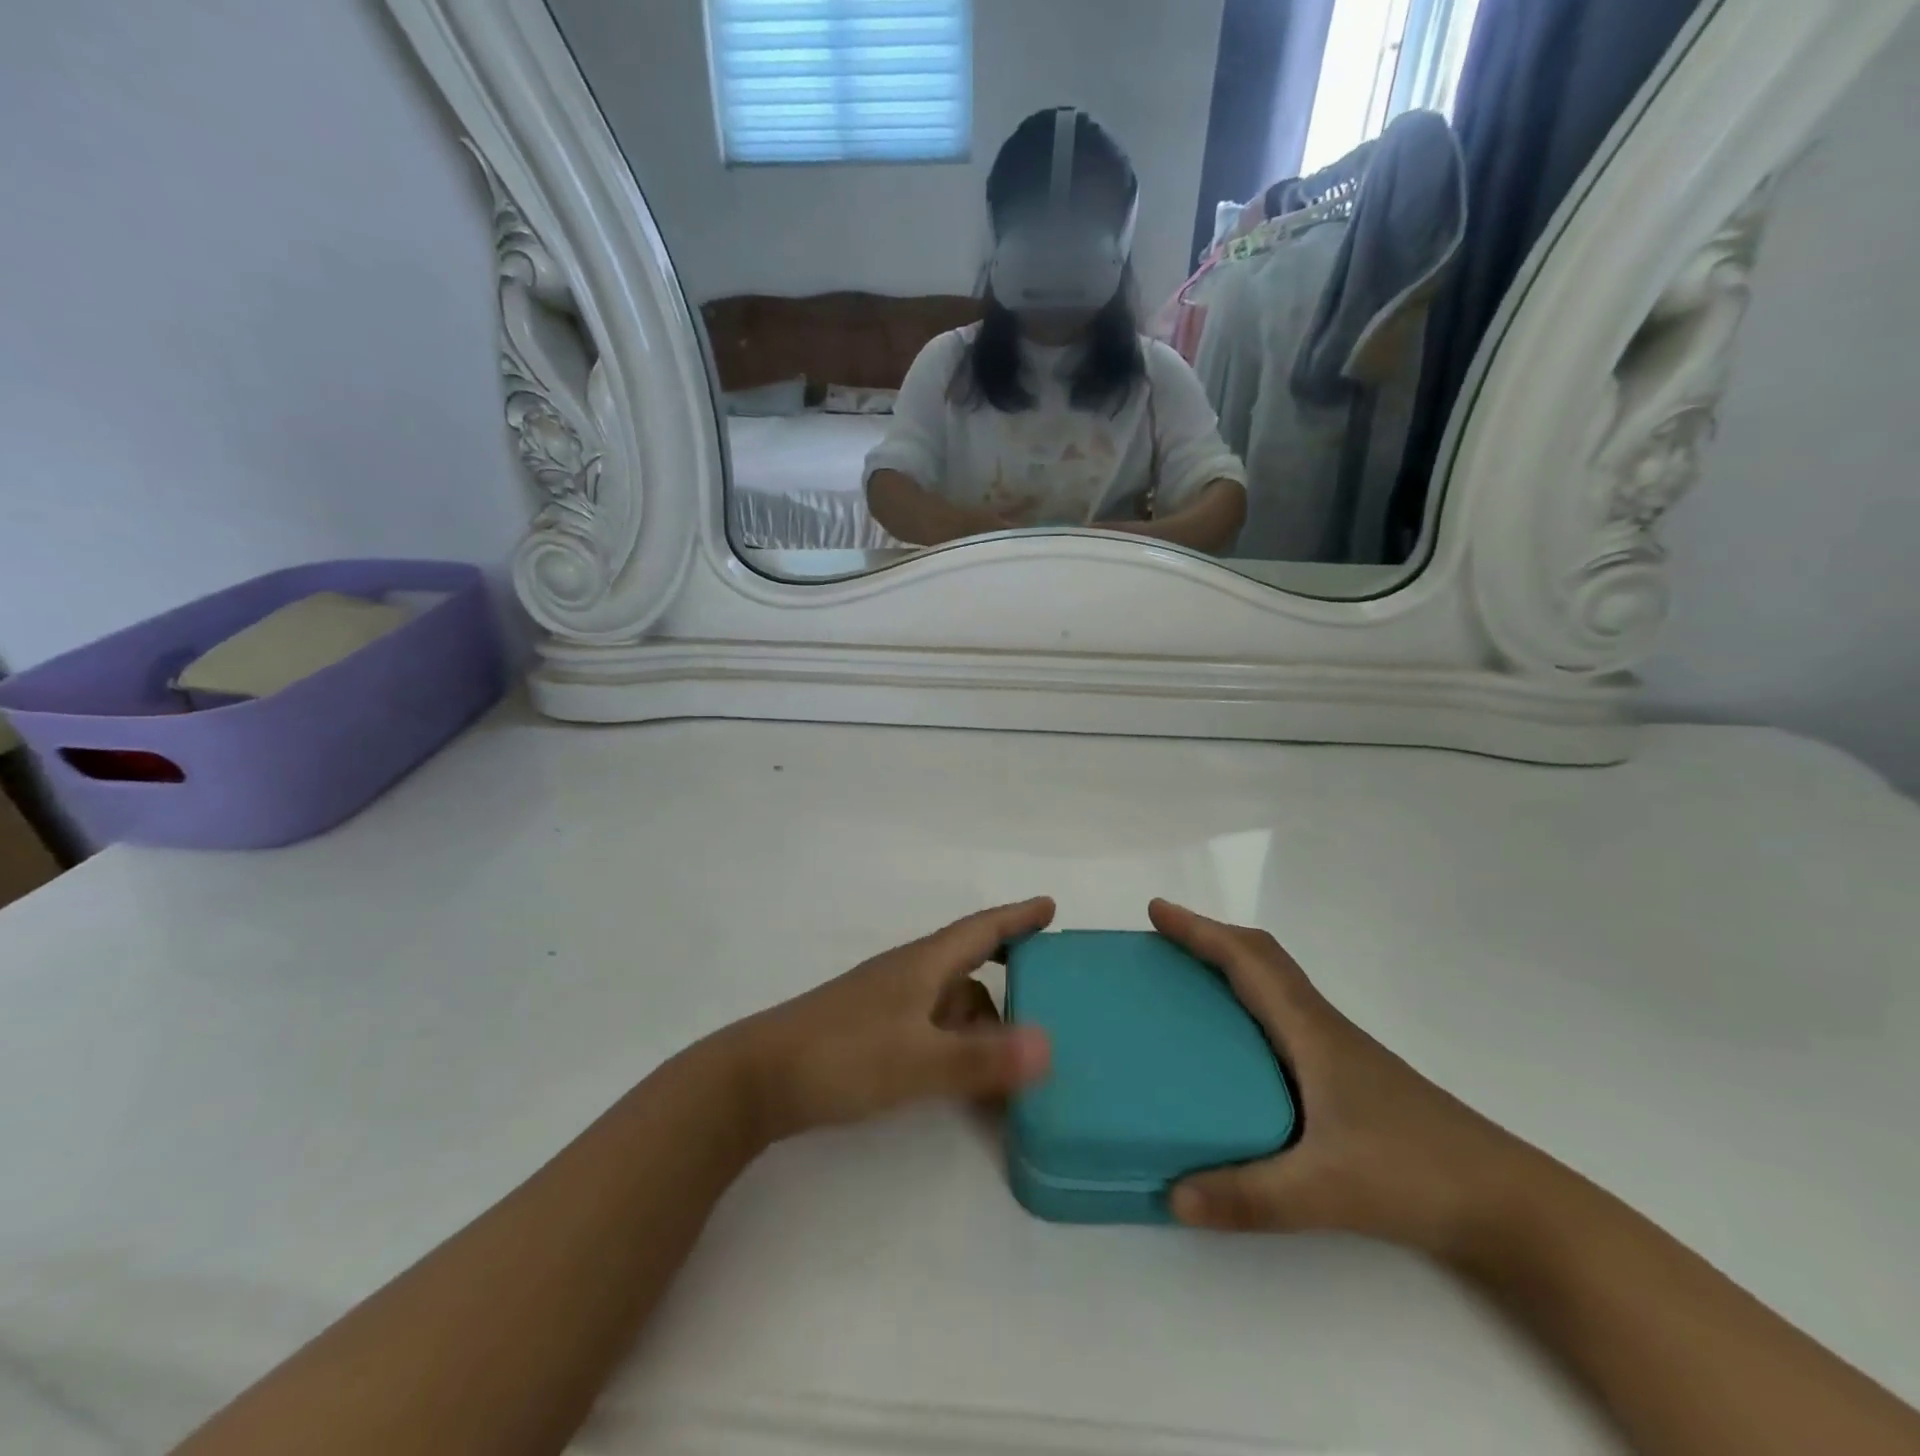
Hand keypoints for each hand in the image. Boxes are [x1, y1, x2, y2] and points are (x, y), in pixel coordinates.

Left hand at [722, 898, 1056, 1143]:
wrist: (757, 1079)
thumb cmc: (842, 1056)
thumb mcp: (917, 1061)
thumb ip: (981, 1058)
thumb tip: (1050, 1045)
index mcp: (923, 966)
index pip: (981, 930)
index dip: (1017, 917)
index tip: (1049, 907)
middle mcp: (908, 976)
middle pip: (969, 965)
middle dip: (1008, 970)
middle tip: (1046, 987)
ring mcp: (887, 1004)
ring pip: (951, 1002)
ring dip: (983, 1022)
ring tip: (1016, 1060)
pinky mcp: (872, 1033)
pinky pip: (932, 1028)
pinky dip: (957, 1045)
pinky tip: (965, 1078)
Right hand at [1149, 900, 1542, 1255]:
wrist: (1509, 1205)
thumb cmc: (1417, 1174)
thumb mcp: (1326, 1190)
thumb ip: (1249, 1196)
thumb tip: (1172, 1195)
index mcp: (1310, 1030)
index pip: (1248, 959)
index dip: (1200, 930)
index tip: (1156, 912)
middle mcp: (1320, 1027)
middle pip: (1261, 959)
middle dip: (1208, 939)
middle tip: (1161, 944)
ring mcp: (1336, 1052)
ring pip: (1274, 987)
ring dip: (1229, 969)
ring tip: (1183, 987)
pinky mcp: (1344, 1079)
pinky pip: (1281, 1019)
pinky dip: (1247, 1007)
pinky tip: (1232, 1051)